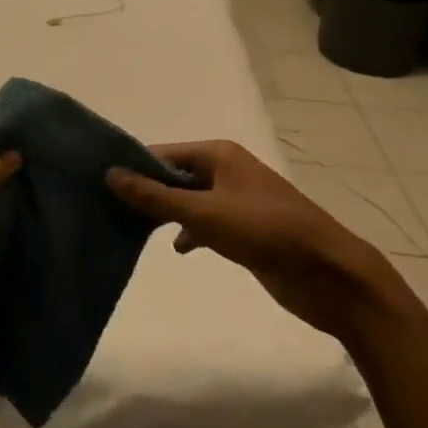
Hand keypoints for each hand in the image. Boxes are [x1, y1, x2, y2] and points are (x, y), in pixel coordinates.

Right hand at [107, 141, 393, 339]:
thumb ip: (156, 196)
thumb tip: (110, 174)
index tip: (99, 184)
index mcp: (219, 154)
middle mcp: (226, 171)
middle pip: (175, 176)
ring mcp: (236, 201)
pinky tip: (178, 249)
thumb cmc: (265, 231)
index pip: (164, 153)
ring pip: (189, 201)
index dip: (133, 167)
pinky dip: (190, 232)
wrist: (328, 273)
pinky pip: (206, 223)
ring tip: (130, 229)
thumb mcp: (204, 212)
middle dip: (146, 192)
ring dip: (166, 214)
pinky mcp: (245, 230)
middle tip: (108, 209)